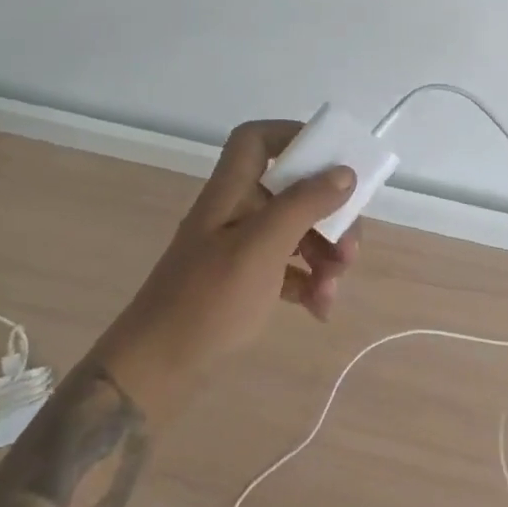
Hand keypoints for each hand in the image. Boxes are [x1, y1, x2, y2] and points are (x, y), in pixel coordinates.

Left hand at [91, 120, 357, 419]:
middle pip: (292, 191)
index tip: (333, 160)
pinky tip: (320, 308)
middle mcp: (236, 212)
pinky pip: (288, 267)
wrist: (157, 369)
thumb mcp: (260, 248)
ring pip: (296, 231)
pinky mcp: (245, 280)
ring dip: (324, 254)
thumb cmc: (207, 299)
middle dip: (329, 216)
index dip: (293, 137)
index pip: (256, 139)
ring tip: (334, 287)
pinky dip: (309, 282)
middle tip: (350, 248)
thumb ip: (303, 205)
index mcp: (231, 192)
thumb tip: (344, 172)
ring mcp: (239, 247)